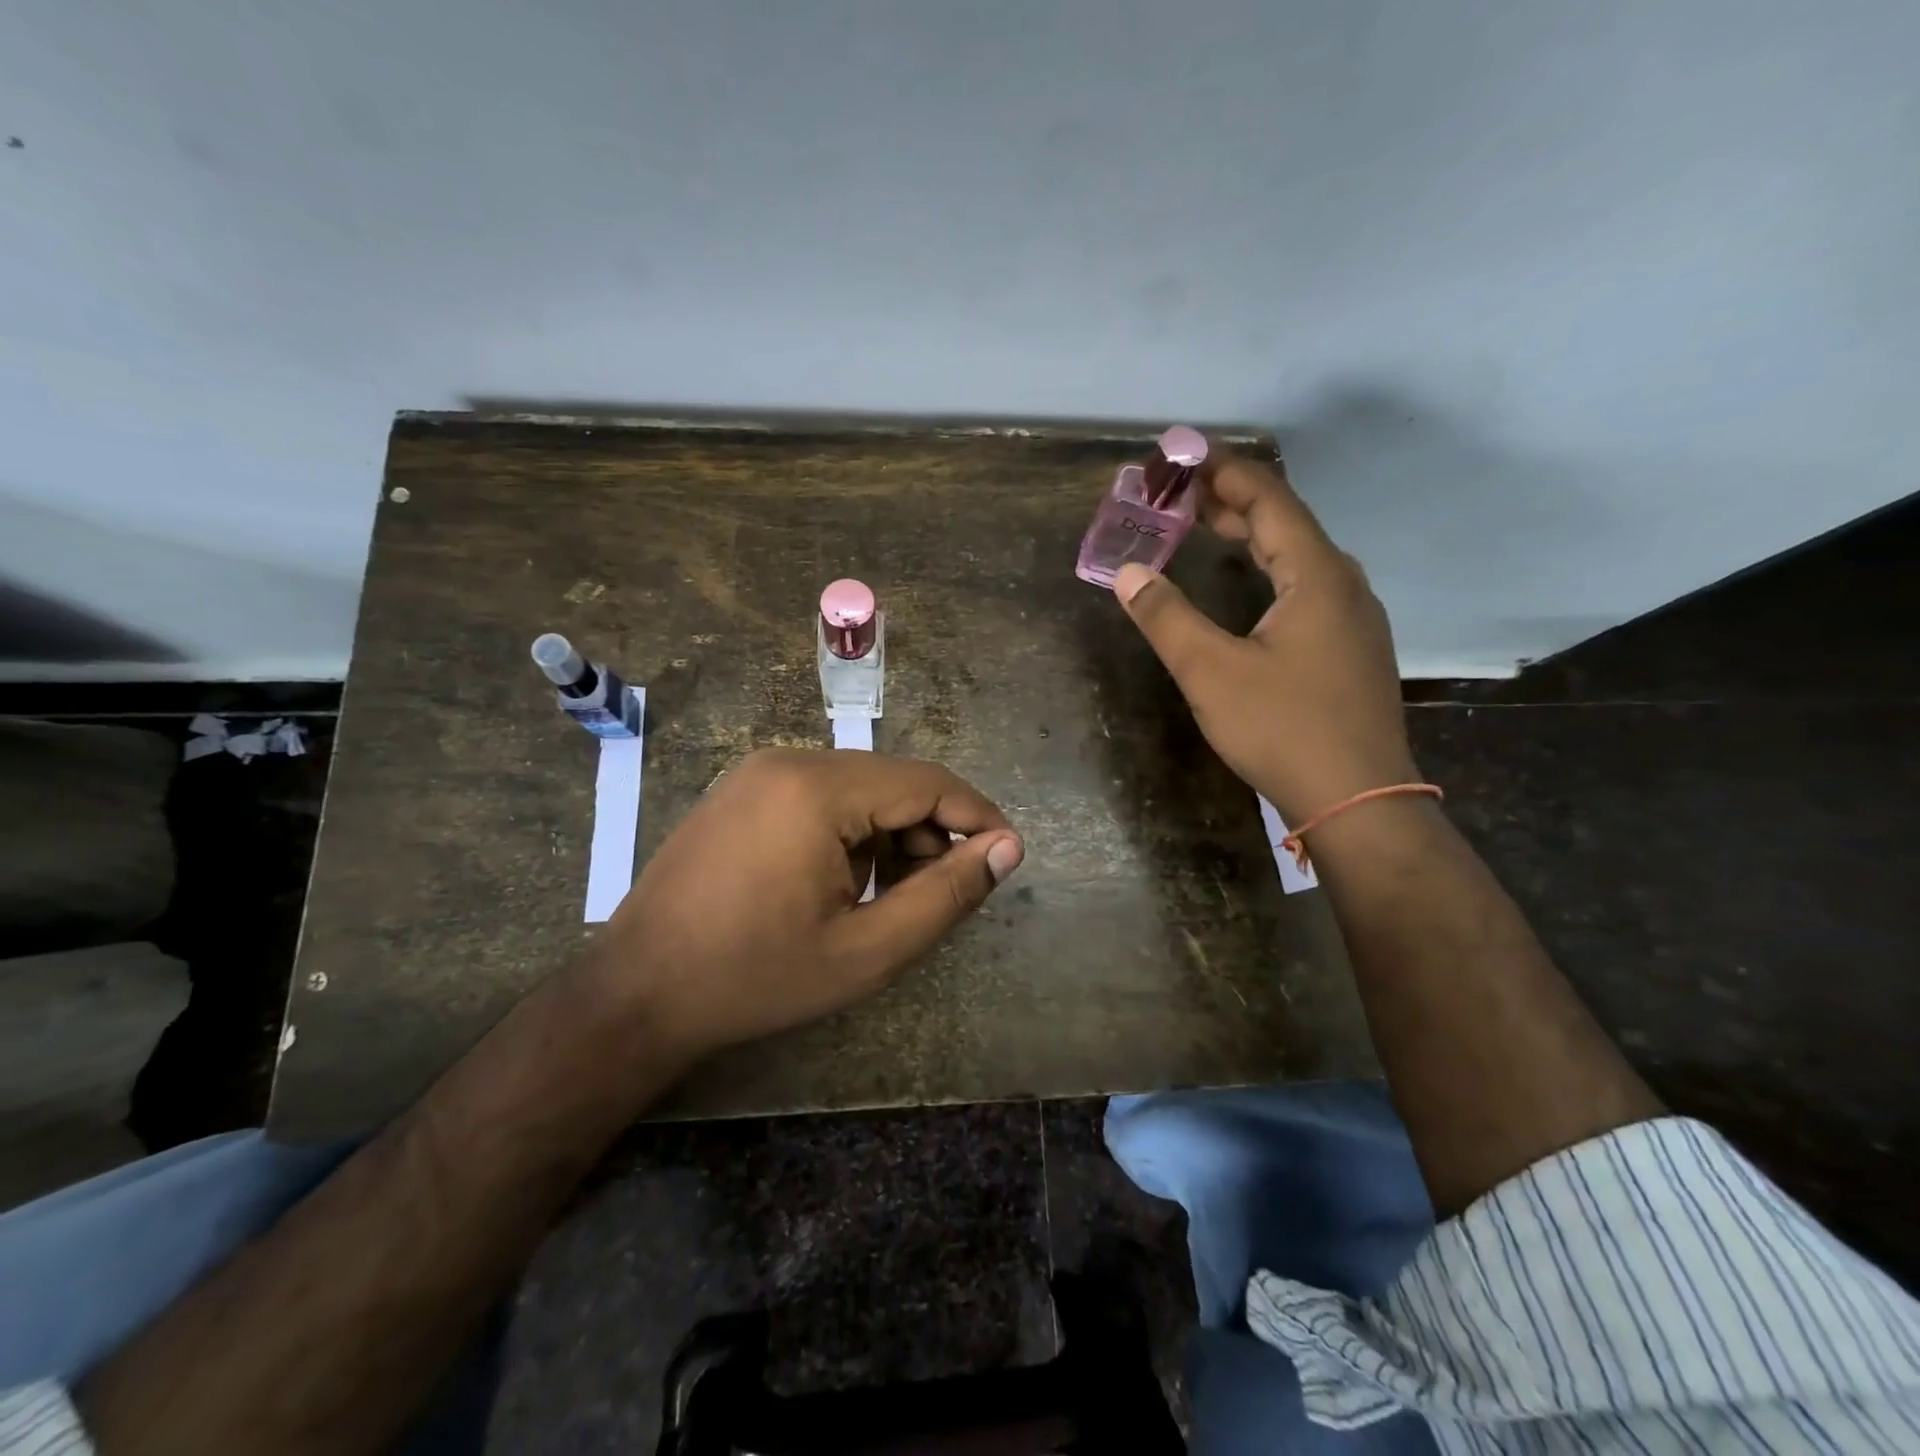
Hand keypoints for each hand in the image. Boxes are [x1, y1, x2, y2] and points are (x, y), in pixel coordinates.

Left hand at [590, 748, 1022, 1061]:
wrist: (636, 994)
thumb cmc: (756, 978)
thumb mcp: (867, 950)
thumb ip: (946, 895)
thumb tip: (1006, 848)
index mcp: (818, 789)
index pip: (926, 782)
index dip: (976, 816)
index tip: (1006, 856)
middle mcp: (788, 760)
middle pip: (892, 782)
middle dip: (930, 832)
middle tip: (940, 894)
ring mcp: (758, 772)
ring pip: (858, 789)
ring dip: (890, 835)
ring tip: (888, 898)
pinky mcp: (742, 791)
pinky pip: (821, 797)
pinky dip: (851, 832)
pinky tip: (842, 884)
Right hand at [1113, 448, 1416, 825]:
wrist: (1358, 799)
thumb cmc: (1283, 728)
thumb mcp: (1211, 672)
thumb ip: (1166, 617)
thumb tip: (1128, 572)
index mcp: (1316, 575)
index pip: (1269, 499)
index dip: (1224, 472)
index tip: (1182, 457)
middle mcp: (1343, 585)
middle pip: (1286, 523)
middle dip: (1232, 501)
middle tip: (1181, 492)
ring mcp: (1353, 618)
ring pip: (1299, 557)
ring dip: (1252, 535)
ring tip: (1207, 526)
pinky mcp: (1350, 649)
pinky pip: (1307, 586)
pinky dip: (1269, 569)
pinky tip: (1250, 586)